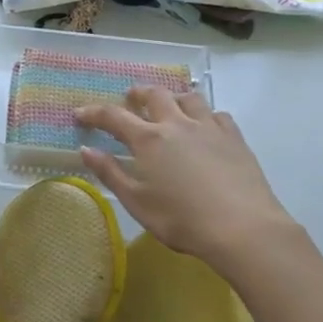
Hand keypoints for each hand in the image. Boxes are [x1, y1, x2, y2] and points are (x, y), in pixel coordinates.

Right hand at [77, 88, 300, 270]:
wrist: (242, 228)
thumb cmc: (181, 220)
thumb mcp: (137, 202)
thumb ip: (110, 173)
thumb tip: (86, 150)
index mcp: (148, 139)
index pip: (114, 116)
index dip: (94, 112)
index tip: (80, 113)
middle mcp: (177, 124)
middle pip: (154, 95)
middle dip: (137, 93)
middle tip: (129, 98)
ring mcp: (209, 127)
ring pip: (188, 98)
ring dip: (173, 97)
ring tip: (169, 106)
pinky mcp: (234, 137)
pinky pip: (217, 114)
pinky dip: (204, 114)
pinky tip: (205, 126)